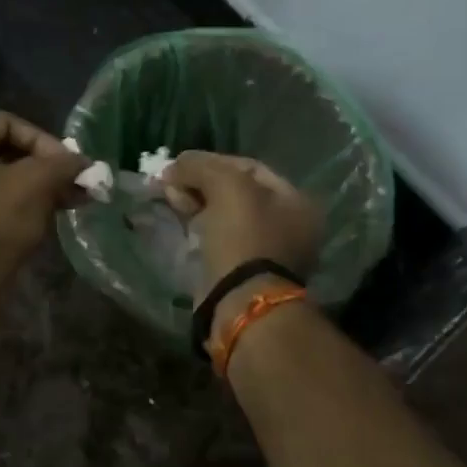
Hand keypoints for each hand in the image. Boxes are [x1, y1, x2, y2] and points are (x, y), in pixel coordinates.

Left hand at [0, 111, 88, 259]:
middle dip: (45, 166)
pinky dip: (20, 204)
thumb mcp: (40, 181)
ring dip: (37, 186)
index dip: (43, 139)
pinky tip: (49, 216)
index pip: (8, 123)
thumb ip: (65, 164)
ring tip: (70, 201)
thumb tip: (86, 163)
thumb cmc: (0, 215)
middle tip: (73, 181)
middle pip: (5, 152)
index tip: (66, 162)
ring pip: (1, 179)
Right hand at [163, 152, 324, 295]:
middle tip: (171, 183)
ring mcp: (266, 253)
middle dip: (201, 184)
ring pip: (223, 216)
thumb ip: (201, 166)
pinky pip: (216, 240)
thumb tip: (174, 167)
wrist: (240, 304)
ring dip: (195, 204)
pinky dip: (197, 229)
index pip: (249, 168)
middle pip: (236, 193)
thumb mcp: (227, 187)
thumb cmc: (244, 238)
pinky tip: (178, 222)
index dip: (212, 162)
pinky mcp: (242, 274)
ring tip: (170, 200)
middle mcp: (288, 226)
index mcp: (296, 203)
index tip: (181, 164)